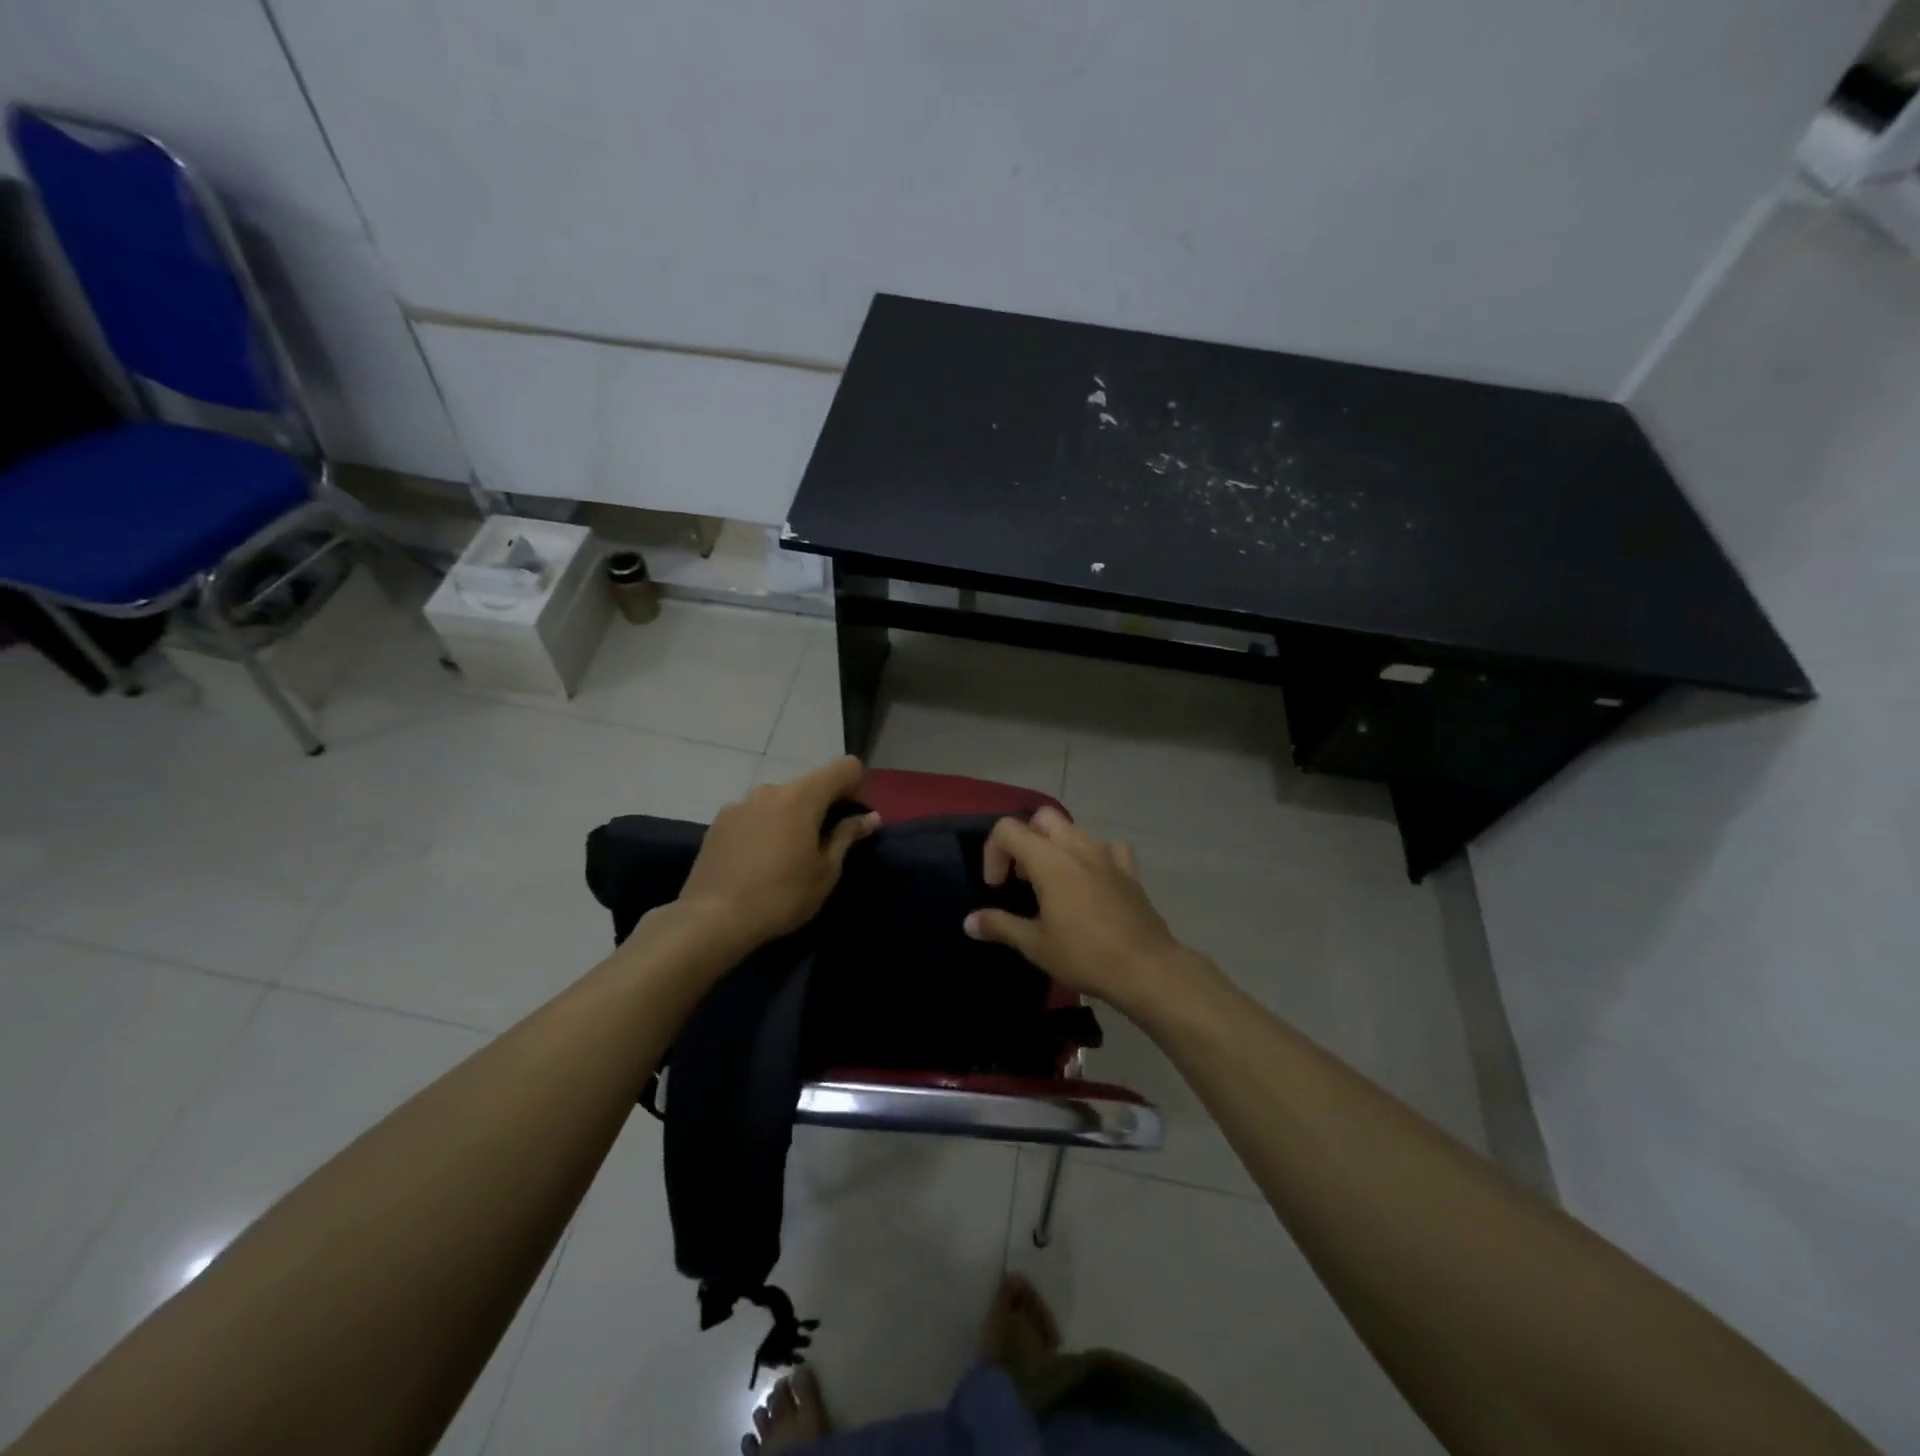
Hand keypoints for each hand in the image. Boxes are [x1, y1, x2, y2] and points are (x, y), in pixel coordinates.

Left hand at [677, 756, 880, 947]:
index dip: (857, 786)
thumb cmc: (781, 895)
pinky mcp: (718, 822)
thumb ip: (847, 836)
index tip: (851, 819)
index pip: (845, 767)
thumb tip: (870, 816)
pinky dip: (764, 828)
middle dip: (822, 807)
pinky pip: (754, 815)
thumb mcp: (825, 871)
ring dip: (790, 819)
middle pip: (810, 785)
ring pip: (779, 801)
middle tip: (822, 847)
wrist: (712, 919)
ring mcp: (740, 803)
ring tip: (784, 858)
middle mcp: (771, 789)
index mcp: (802, 796)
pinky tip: (756, 863)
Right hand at [963, 809, 1200, 1013]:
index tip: (997, 887)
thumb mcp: (1034, 944)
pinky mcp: (1129, 870)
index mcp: (1049, 860)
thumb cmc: (1084, 955)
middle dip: (1026, 839)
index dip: (993, 853)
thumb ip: (999, 926)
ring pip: (1074, 830)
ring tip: (1053, 883)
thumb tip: (968, 922)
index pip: (1008, 829)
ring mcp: (1107, 855)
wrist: (1145, 968)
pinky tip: (1092, 880)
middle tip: (1023, 877)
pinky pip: (1108, 848)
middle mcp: (1077, 847)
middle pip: (1042, 818)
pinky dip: (1094, 856)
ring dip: (1056, 846)